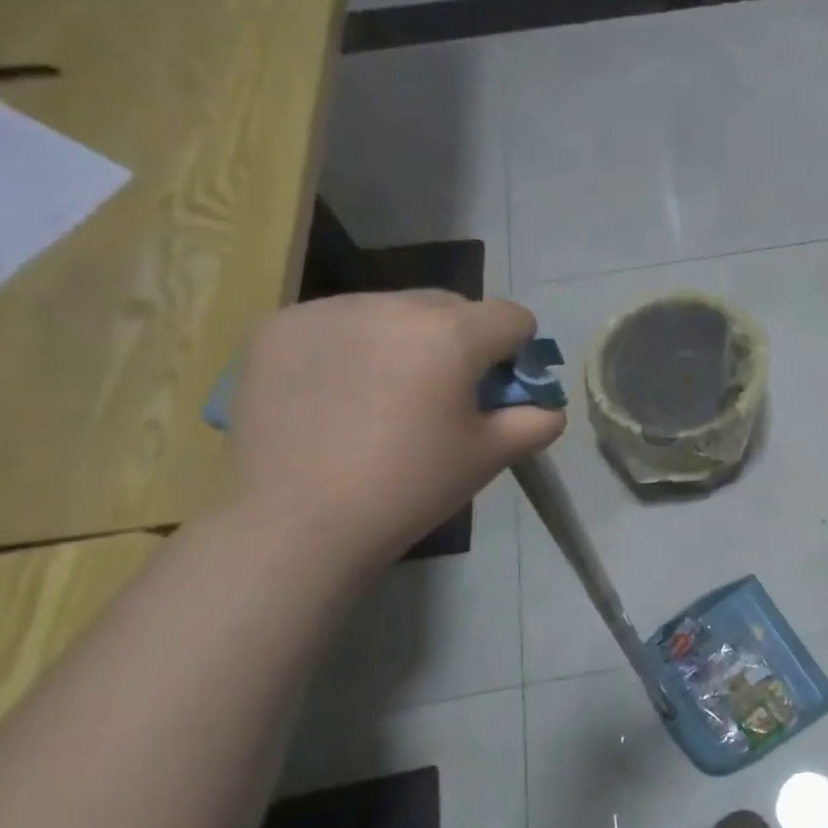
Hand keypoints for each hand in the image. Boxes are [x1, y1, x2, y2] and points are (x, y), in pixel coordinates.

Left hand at [226, 292, 564, 569]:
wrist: (298, 523)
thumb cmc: (410, 488)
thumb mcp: (490, 457)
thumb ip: (536, 422)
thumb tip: (548, 407)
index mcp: (450, 334)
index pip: (511, 317)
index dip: (518, 353)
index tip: (500, 392)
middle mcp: (391, 305)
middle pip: (452, 306)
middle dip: (462, 341)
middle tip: (444, 396)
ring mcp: (328, 310)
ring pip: (393, 309)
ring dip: (406, 339)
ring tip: (385, 395)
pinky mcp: (280, 326)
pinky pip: (340, 321)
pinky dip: (353, 345)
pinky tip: (338, 394)